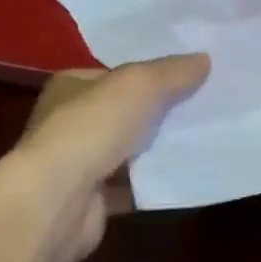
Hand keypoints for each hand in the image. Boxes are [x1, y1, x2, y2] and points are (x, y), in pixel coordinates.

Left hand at [0, 53, 208, 261]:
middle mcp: (69, 122)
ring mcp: (78, 163)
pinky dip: (155, 180)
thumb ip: (173, 71)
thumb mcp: (140, 84)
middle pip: (125, 110)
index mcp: (71, 86)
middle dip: (159, 110)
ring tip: (202, 137)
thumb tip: (204, 59)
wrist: (56, 202)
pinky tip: (186, 173)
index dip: (151, 72)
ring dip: (158, 147)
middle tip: (203, 104)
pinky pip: (133, 184)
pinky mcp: (91, 200)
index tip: (189, 74)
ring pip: (129, 148)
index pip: (116, 73)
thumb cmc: (91, 128)